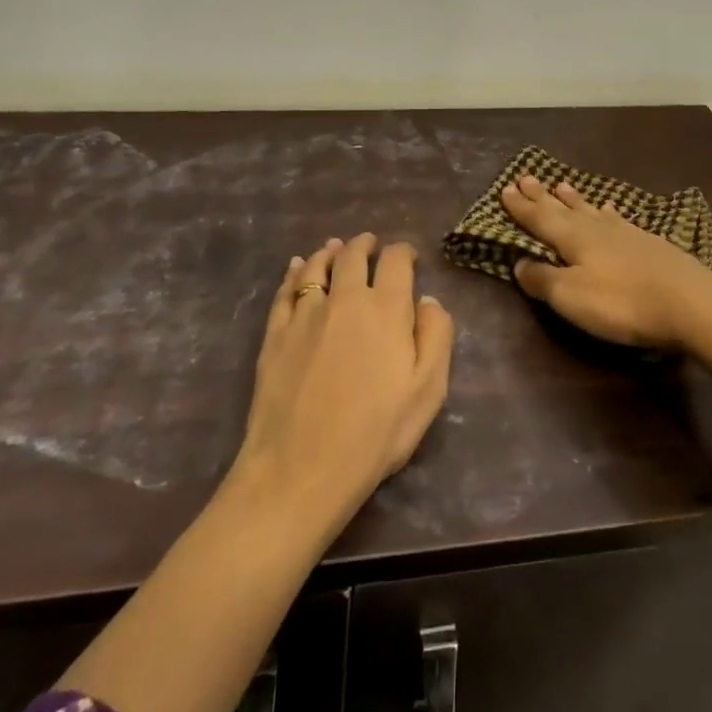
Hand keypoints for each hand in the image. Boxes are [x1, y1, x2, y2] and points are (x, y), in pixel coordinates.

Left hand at [236, 234, 454, 536]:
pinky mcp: (275, 334)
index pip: (396, 261)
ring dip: (329, 252)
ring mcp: (305, 314)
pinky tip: (296, 268)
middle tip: (370, 242)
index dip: (403, 251)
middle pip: (353, 256)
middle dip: (365, 244)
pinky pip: (285, 291)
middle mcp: (345, 299)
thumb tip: (428, 299)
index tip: (408, 256)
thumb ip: (436, 336)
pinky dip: (293, 273)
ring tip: (334, 247)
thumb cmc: (375, 434)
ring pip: (316, 267)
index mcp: (386, 309)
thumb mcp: (428, 390)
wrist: (300, 468)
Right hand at [500, 174, 711, 348]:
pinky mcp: (649, 243)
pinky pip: (617, 219)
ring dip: (573, 199)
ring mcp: (625, 232)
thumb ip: (543, 279)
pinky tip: (609, 209)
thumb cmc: (622, 302)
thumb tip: (518, 262)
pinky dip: (607, 212)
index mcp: (572, 238)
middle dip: (541, 196)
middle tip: (526, 178)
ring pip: (591, 210)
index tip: (505, 189)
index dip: (521, 207)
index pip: (539, 219)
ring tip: (561, 185)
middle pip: (562, 208)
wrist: (690, 303)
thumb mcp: (571, 297)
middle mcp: (595, 228)